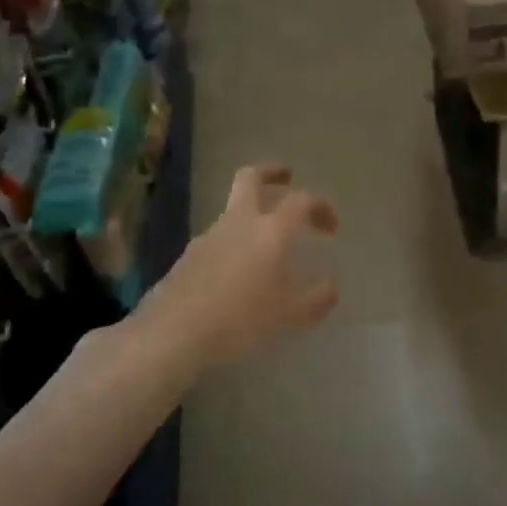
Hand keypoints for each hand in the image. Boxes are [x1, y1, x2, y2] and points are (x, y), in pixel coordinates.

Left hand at [143, 164, 338, 368]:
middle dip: (272, 172)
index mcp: (271, 230)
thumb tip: (330, 286)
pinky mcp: (189, 255)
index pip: (302, 200)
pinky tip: (239, 272)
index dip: (321, 207)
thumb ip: (317, 298)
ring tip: (267, 243)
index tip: (331, 229)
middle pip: (251, 177)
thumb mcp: (291, 315)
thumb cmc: (241, 319)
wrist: (174, 333)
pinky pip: (219, 237)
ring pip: (233, 209)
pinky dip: (235, 241)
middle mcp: (239, 222)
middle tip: (286, 177)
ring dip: (252, 213)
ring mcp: (209, 236)